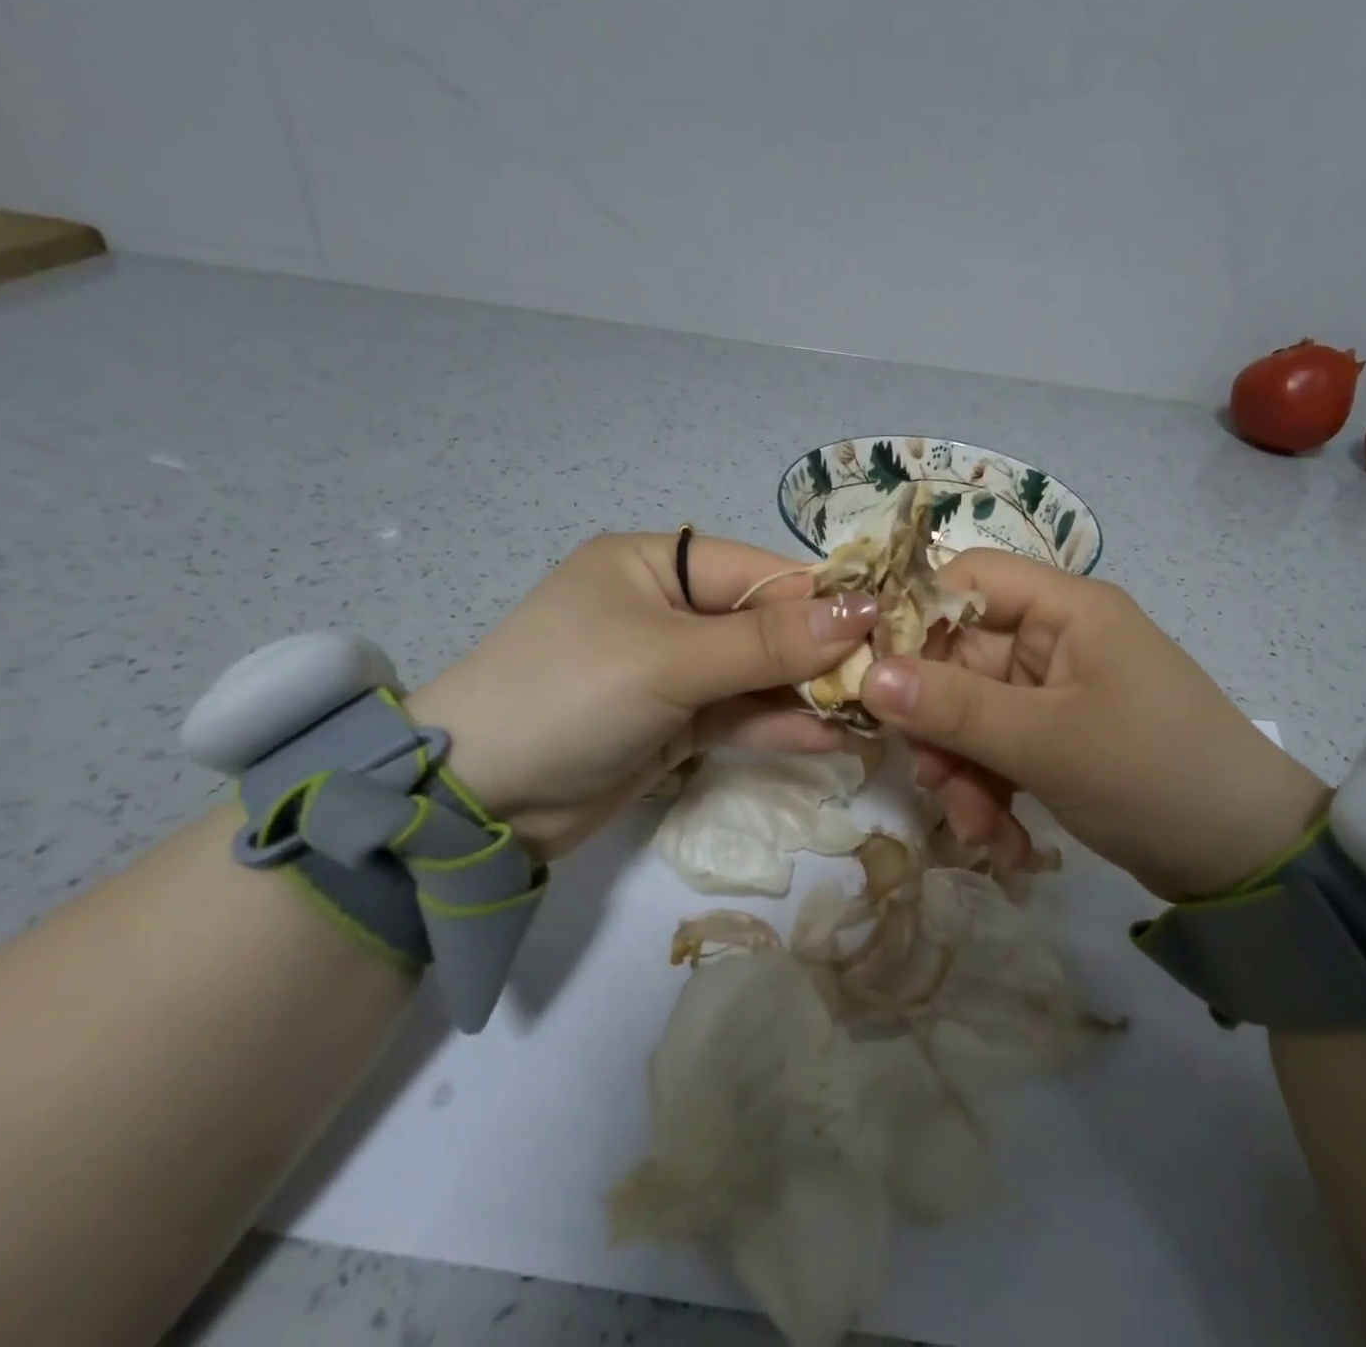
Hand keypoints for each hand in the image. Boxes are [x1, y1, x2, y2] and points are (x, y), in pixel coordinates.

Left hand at [408, 532, 876, 857]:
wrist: (479, 802)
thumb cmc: (569, 695)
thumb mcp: (669, 659)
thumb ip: (767, 641)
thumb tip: (861, 612)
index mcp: (656, 564)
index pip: (758, 572)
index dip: (821, 597)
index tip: (885, 625)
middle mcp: (669, 609)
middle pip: (764, 623)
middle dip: (821, 652)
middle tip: (886, 678)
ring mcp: (674, 669)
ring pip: (758, 673)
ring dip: (808, 694)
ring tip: (871, 713)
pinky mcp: (677, 722)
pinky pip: (740, 714)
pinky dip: (780, 725)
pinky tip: (831, 738)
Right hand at [858, 550, 1330, 900]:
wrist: (1247, 860)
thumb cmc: (1154, 775)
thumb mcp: (1047, 742)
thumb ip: (954, 708)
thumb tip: (869, 677)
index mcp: (1065, 608)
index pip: (966, 580)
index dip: (913, 618)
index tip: (873, 676)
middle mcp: (1056, 638)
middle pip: (960, 658)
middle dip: (940, 725)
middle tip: (929, 776)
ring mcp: (1055, 691)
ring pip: (972, 714)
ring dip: (963, 771)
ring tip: (978, 829)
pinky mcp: (1058, 737)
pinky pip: (998, 750)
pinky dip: (990, 792)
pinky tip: (1003, 841)